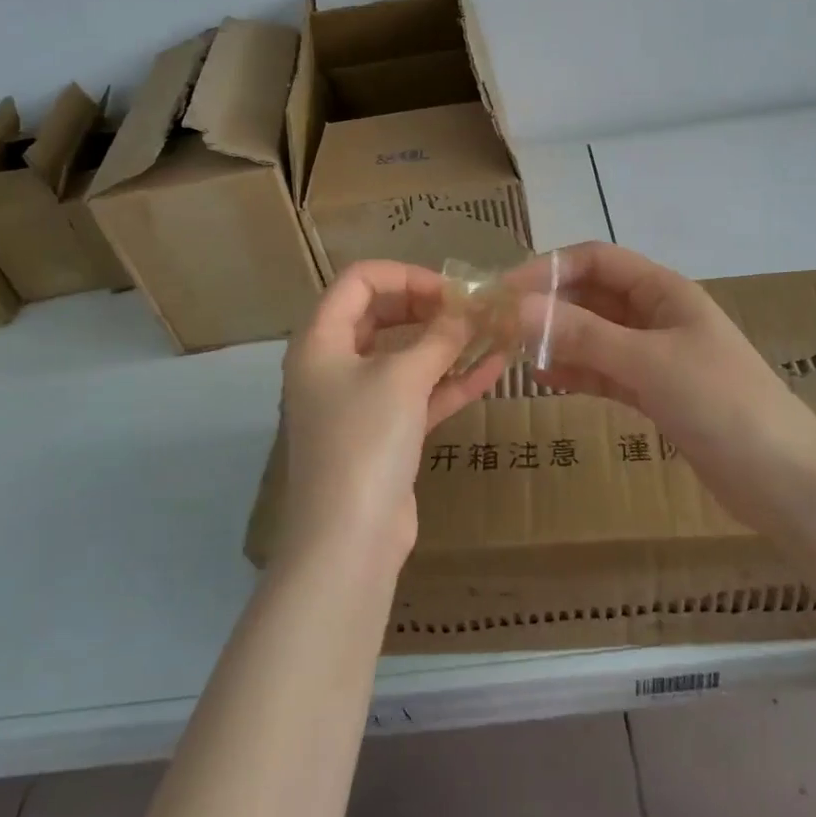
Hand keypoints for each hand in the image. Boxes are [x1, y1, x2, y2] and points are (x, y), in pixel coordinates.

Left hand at [278, 261, 508, 576]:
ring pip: (404, 356)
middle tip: (470, 310)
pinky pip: (418, 393)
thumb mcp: (403, 378)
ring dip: (445, 343)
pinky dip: (451, 380)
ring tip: (491, 332)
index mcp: (321, 340)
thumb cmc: (364, 441)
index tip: (450, 290)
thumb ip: (439, 338)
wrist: (349, 540)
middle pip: (381, 314)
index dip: (406, 276)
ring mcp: (359, 402)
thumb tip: (469, 309)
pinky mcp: (383, 434)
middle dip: (428, 307)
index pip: (359, 281)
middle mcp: (334, 365)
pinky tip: (494, 369)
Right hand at [506, 243, 810, 526]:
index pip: (597, 260)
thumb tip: (518, 306)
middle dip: (550, 304)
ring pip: (595, 335)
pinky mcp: (656, 393)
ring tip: (516, 353)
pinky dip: (577, 372)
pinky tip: (547, 380)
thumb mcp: (648, 363)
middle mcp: (658, 316)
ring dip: (559, 339)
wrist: (782, 479)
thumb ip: (583, 335)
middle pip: (593, 296)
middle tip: (502, 326)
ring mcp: (656, 356)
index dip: (550, 268)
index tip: (506, 290)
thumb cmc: (720, 403)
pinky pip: (605, 371)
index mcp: (664, 291)